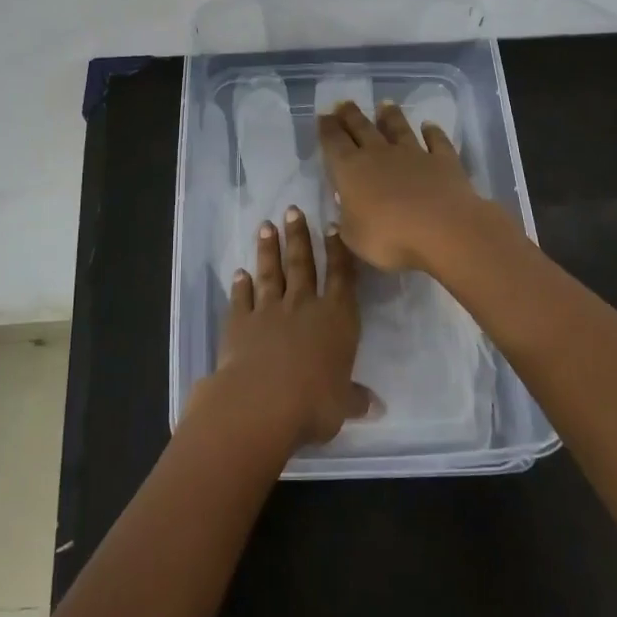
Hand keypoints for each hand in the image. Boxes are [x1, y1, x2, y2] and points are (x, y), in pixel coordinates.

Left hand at [205, 206, 372, 447]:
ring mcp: (269, 310)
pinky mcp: (240, 322)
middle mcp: (303, 305)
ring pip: (270, 272)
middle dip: (298, 235)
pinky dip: (240, 285)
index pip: (340, 276)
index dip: (338, 251)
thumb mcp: (342, 405)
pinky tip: (239, 273)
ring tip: (265, 226)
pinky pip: (241, 298)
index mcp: (336, 318)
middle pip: (302, 263)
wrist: (261, 403)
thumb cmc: (314, 404)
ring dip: (268, 249)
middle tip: (292, 210)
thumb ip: (355, 398)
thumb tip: (377, 407)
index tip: (332, 226)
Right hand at [316, 100, 494, 271]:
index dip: (327, 129)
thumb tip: (343, 209)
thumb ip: (346, 221)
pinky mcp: (443, 161)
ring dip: (390, 116)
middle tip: (344, 103)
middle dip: (351, 115)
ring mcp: (413, 154)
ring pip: (398, 128)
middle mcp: (379, 154)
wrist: (444, 230)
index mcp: (351, 170)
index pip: (334, 143)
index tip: (323, 115)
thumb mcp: (354, 238)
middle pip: (362, 128)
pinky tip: (430, 125)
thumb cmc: (390, 238)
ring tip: (384, 104)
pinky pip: (436, 141)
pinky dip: (432, 132)